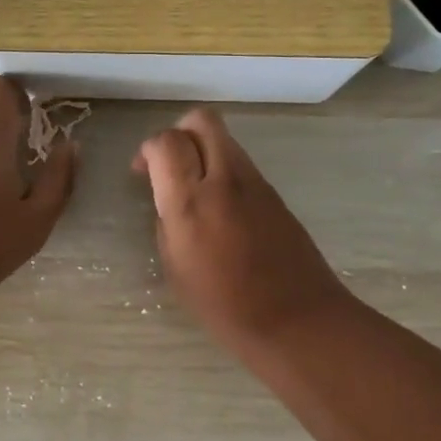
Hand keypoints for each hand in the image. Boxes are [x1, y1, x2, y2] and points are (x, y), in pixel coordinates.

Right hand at [133, 108, 349, 353]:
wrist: (298, 320)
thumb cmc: (225, 306)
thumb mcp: (176, 268)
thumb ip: (167, 221)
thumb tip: (169, 200)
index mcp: (191, 202)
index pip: (166, 142)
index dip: (149, 149)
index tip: (142, 172)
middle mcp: (225, 180)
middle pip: (202, 120)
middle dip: (179, 132)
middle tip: (169, 165)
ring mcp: (255, 183)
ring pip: (224, 138)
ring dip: (203, 151)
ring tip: (194, 188)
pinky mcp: (275, 193)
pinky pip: (241, 164)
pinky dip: (223, 171)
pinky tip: (220, 209)